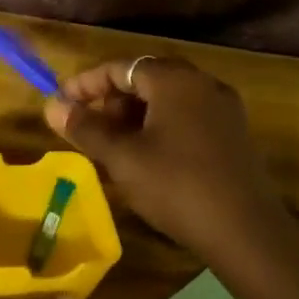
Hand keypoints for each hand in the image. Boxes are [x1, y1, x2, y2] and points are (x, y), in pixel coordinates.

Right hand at [44, 56, 283, 257]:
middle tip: (88, 127)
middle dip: (112, 100)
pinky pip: (188, 118)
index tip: (61, 104)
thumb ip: (86, 128)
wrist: (245, 230)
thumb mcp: (123, 158)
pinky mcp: (234, 135)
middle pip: (147, 79)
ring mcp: (223, 109)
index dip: (86, 83)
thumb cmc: (176, 186)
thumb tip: (52, 106)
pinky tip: (147, 158)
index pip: (121, 67)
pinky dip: (160, 128)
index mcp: (175, 80)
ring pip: (168, 100)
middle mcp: (203, 84)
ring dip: (135, 115)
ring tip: (112, 145)